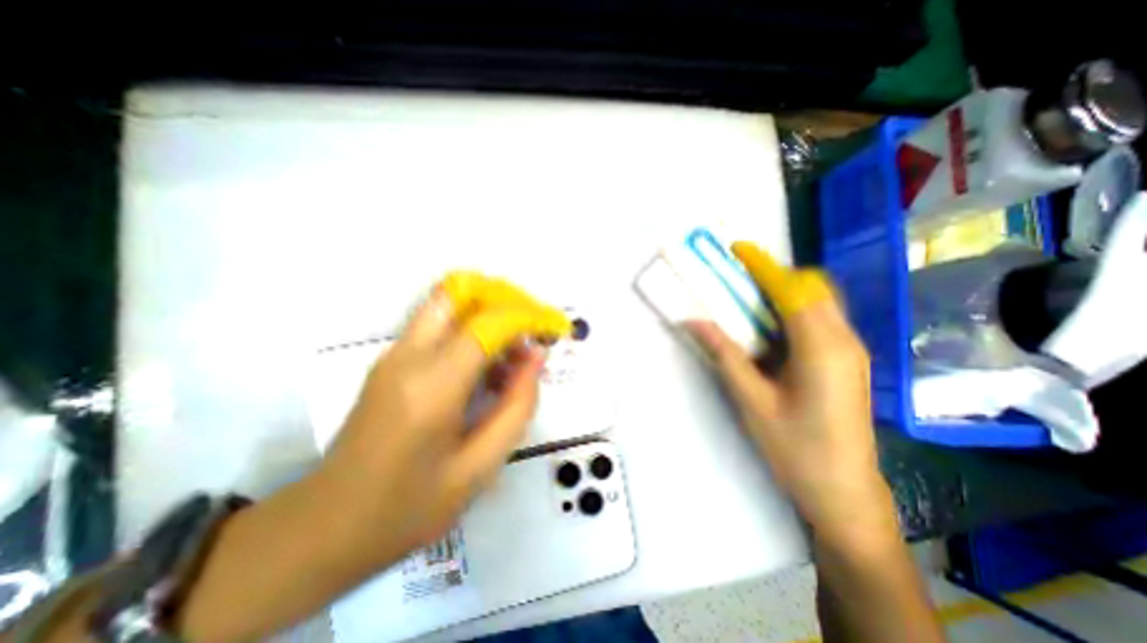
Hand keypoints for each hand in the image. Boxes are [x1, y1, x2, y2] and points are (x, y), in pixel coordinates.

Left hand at [316, 273, 568, 563]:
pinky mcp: (390, 361)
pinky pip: (439, 325)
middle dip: (503, 298)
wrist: (324, 529)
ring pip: (448, 303)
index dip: (527, 316)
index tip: (553, 327)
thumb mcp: (479, 468)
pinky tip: (488, 371)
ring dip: (489, 314)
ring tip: (514, 358)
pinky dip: (472, 330)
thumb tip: (536, 358)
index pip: (488, 323)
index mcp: (433, 387)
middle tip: (531, 327)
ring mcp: (394, 355)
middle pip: (459, 291)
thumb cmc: (407, 508)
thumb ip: (516, 407)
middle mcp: (409, 357)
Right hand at [684, 245, 888, 543]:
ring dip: (783, 292)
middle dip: (774, 276)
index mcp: (822, 348)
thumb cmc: (794, 448)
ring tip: (747, 301)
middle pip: (812, 287)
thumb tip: (694, 320)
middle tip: (737, 281)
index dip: (763, 266)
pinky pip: (821, 320)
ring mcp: (852, 350)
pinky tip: (769, 330)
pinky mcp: (848, 360)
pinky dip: (793, 311)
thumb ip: (724, 354)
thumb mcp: (751, 399)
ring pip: (819, 301)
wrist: (844, 492)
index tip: (737, 250)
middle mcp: (845, 340)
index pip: (792, 289)